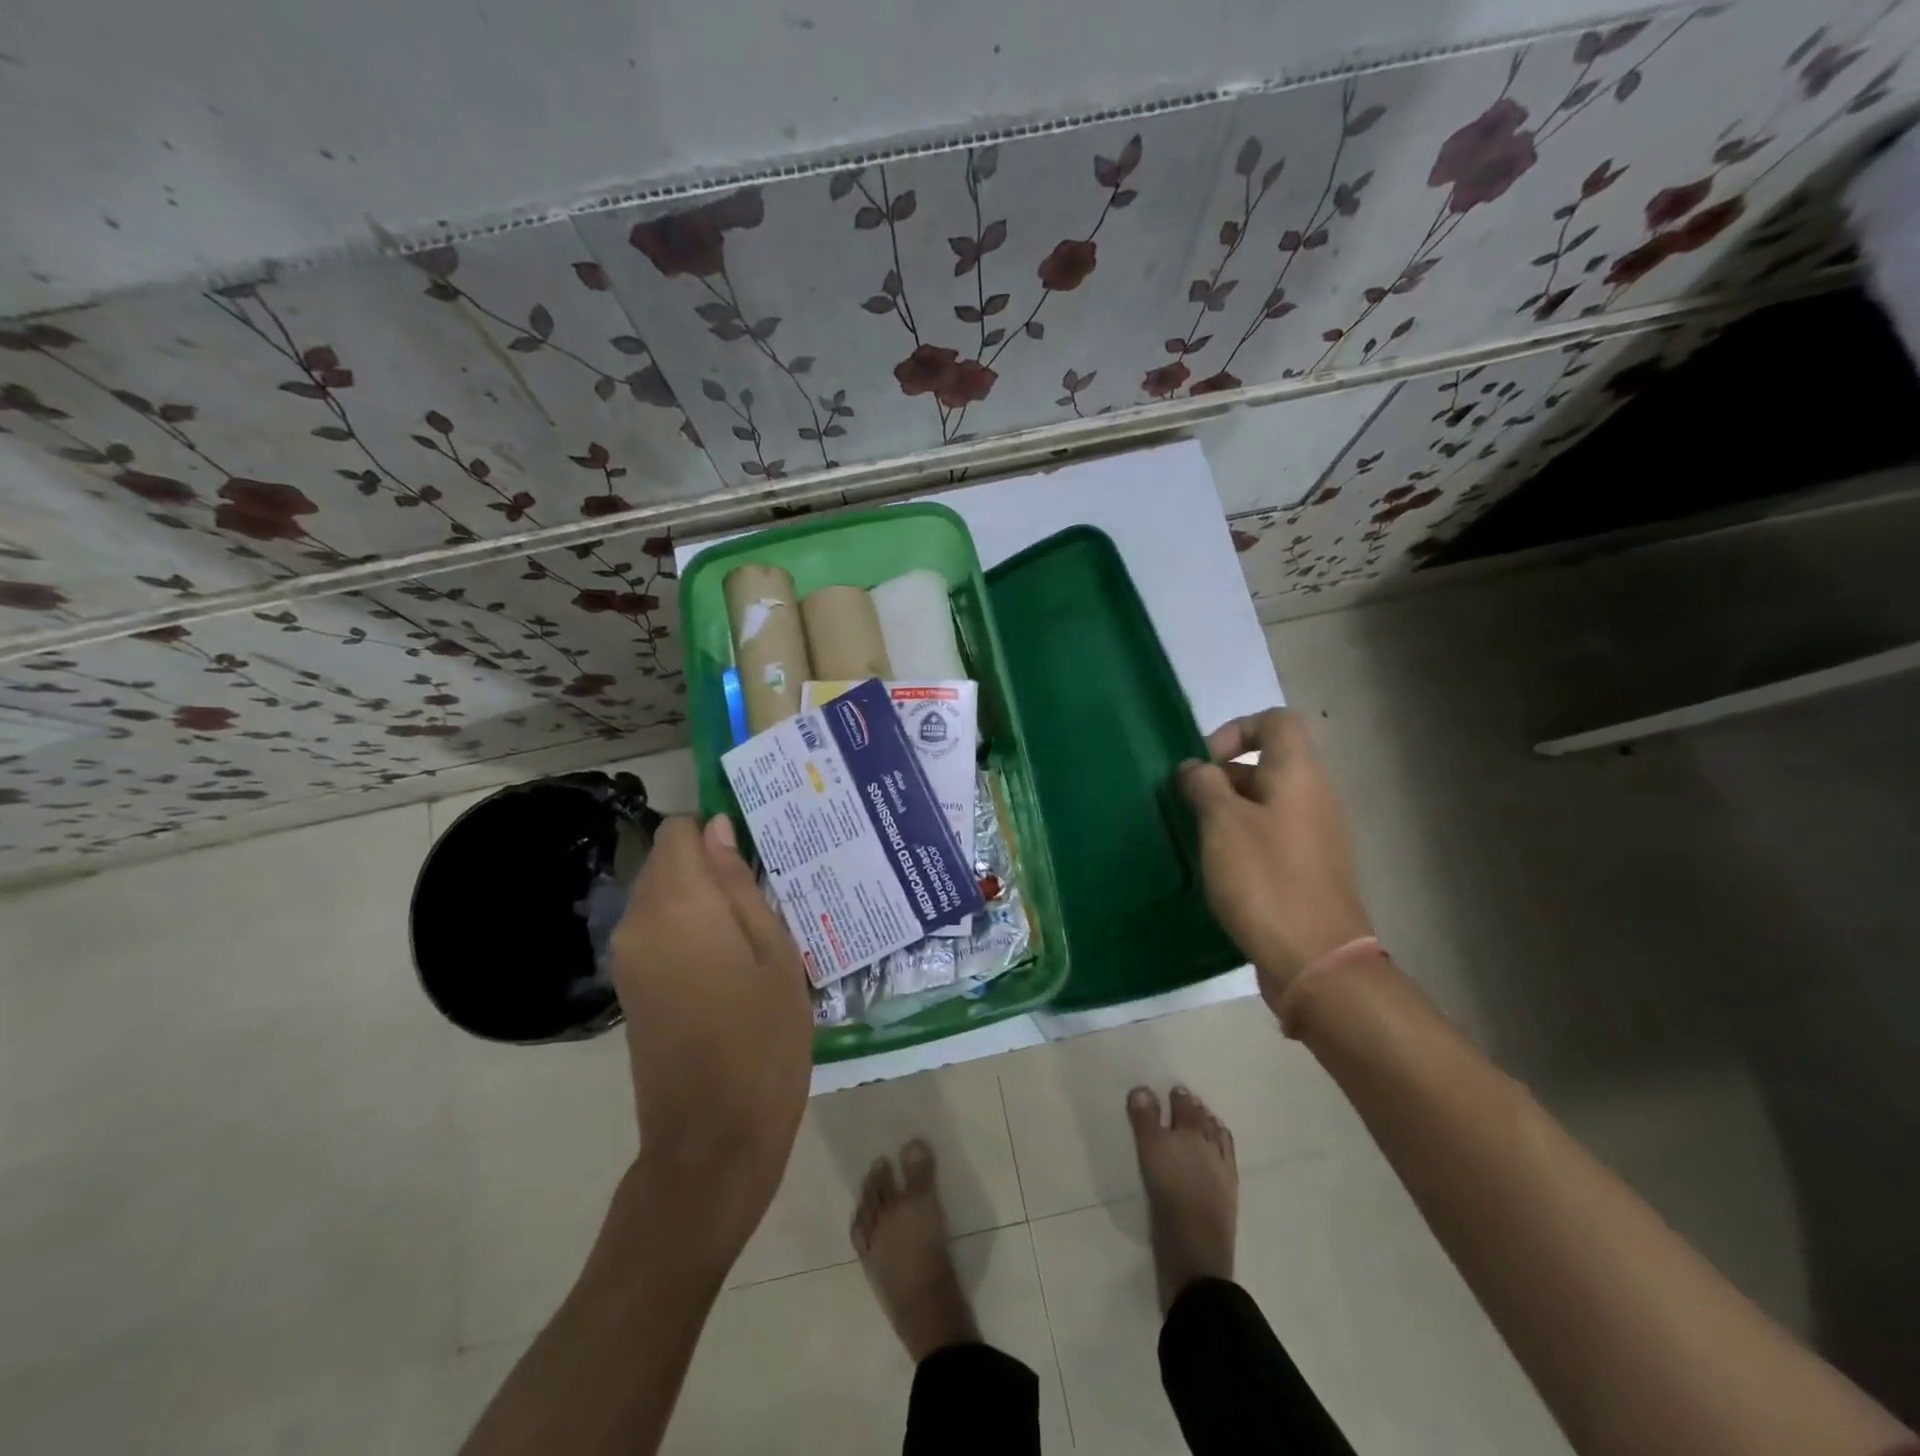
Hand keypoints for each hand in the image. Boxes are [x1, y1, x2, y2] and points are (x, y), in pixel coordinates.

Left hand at [607, 815, 812, 1252]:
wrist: (711, 1138)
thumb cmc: (763, 1040)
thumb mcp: (775, 954)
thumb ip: (741, 886)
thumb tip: (718, 829)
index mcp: (680, 905)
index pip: (678, 831)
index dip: (714, 831)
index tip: (754, 853)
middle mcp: (640, 920)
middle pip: (665, 860)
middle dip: (707, 862)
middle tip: (764, 889)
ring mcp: (627, 955)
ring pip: (658, 893)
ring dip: (699, 895)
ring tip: (752, 924)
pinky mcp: (628, 985)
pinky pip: (654, 927)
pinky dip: (686, 924)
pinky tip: (728, 954)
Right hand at [1179, 708, 1372, 1011]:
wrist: (1316, 960)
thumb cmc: (1265, 879)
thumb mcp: (1222, 823)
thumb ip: (1204, 785)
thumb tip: (1196, 769)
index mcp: (1299, 774)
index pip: (1275, 721)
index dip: (1236, 730)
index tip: (1203, 764)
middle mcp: (1315, 796)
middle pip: (1268, 763)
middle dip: (1223, 776)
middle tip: (1188, 804)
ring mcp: (1317, 835)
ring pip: (1268, 802)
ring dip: (1230, 810)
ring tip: (1198, 837)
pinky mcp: (1312, 869)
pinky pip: (1274, 835)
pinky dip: (1245, 839)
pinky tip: (1221, 869)